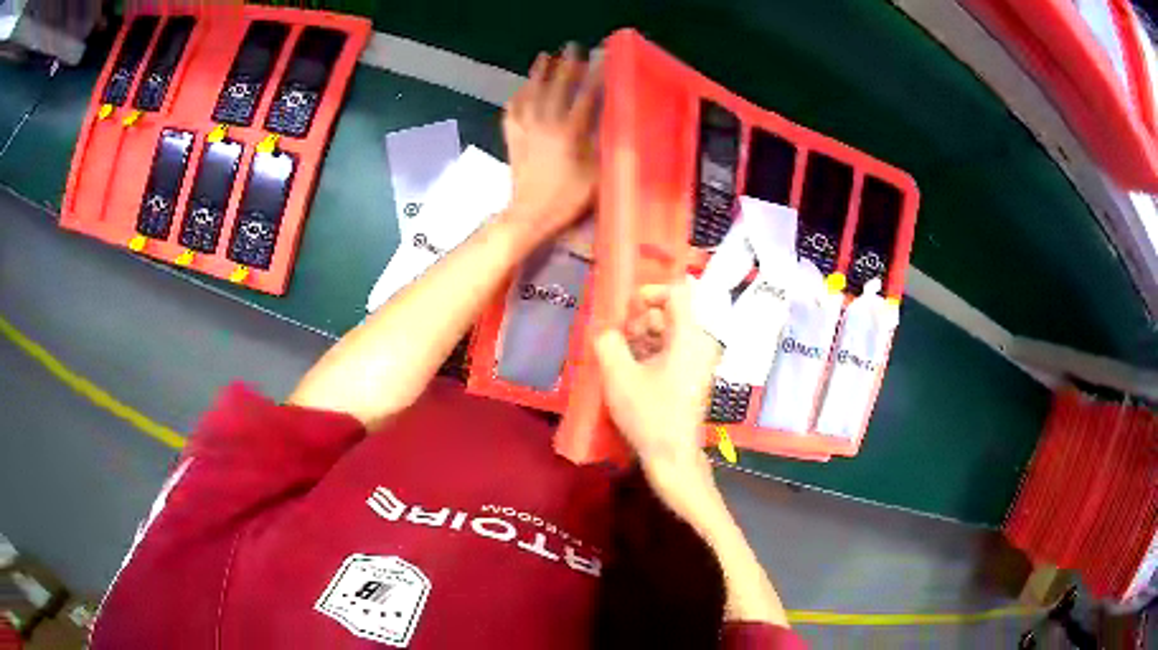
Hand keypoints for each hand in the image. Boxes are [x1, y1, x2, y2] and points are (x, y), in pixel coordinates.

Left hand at [502, 44, 599, 241]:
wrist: (529, 216)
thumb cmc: (567, 199)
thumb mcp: (596, 176)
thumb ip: (604, 147)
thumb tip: (613, 126)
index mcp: (570, 132)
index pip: (586, 96)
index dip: (596, 76)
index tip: (603, 58)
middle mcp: (546, 124)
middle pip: (557, 87)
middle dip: (566, 65)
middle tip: (572, 47)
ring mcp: (526, 130)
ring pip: (531, 93)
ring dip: (538, 73)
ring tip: (544, 58)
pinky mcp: (513, 138)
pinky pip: (512, 111)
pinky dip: (517, 97)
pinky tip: (520, 90)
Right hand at [594, 282, 723, 517]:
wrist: (673, 456)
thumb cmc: (649, 414)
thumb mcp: (619, 375)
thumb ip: (609, 342)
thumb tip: (608, 331)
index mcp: (690, 336)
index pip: (677, 291)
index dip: (650, 292)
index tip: (627, 311)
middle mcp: (701, 343)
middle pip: (671, 313)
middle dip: (641, 322)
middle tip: (619, 343)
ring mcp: (700, 361)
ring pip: (670, 333)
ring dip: (644, 339)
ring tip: (622, 361)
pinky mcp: (695, 376)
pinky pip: (674, 350)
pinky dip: (653, 354)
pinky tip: (634, 373)